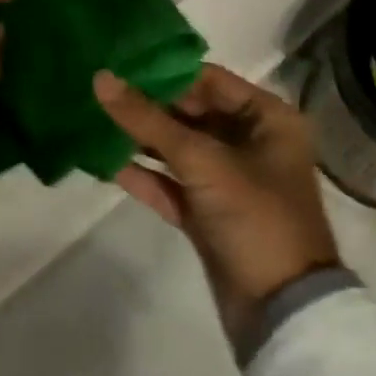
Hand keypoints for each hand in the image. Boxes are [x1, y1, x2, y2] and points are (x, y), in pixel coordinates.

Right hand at [94, 64, 339, 345]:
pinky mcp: (209, 213)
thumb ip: (146, 119)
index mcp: (267, 119)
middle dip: (145, 105)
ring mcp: (228, 180)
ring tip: (93, 120)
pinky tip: (104, 163)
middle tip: (97, 90)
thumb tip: (100, 77)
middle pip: (189, 112)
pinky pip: (170, 183)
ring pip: (176, 148)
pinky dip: (143, 175)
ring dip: (139, 139)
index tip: (118, 64)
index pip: (207, 80)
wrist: (283, 312)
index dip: (163, 72)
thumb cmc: (255, 217)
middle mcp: (250, 142)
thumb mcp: (200, 160)